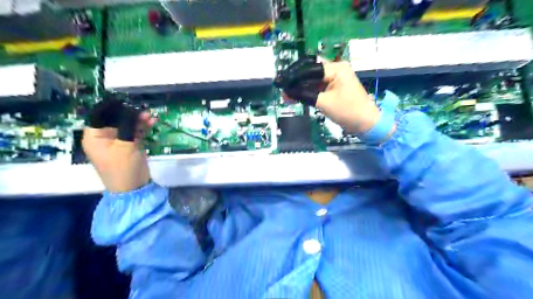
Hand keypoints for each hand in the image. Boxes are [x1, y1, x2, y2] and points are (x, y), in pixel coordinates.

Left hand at [82, 101, 155, 192]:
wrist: (133, 187)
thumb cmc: (123, 167)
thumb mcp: (125, 145)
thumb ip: (129, 126)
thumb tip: (133, 110)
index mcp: (94, 136)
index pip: (100, 115)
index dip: (112, 107)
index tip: (127, 101)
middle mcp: (104, 137)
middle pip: (116, 119)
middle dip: (130, 114)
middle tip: (144, 111)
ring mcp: (118, 142)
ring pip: (127, 125)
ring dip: (138, 120)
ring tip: (150, 117)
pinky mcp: (129, 146)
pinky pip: (135, 132)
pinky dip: (142, 128)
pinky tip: (151, 124)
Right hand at [277, 58, 389, 135]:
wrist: (366, 123)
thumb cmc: (348, 111)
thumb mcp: (324, 103)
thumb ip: (304, 94)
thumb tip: (286, 92)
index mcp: (336, 68)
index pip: (310, 68)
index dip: (294, 76)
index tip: (281, 83)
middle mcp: (335, 69)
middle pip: (310, 70)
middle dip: (295, 80)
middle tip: (282, 88)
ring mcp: (335, 78)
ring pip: (312, 79)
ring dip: (300, 86)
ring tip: (286, 95)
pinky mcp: (334, 87)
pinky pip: (317, 86)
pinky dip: (307, 91)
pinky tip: (295, 96)